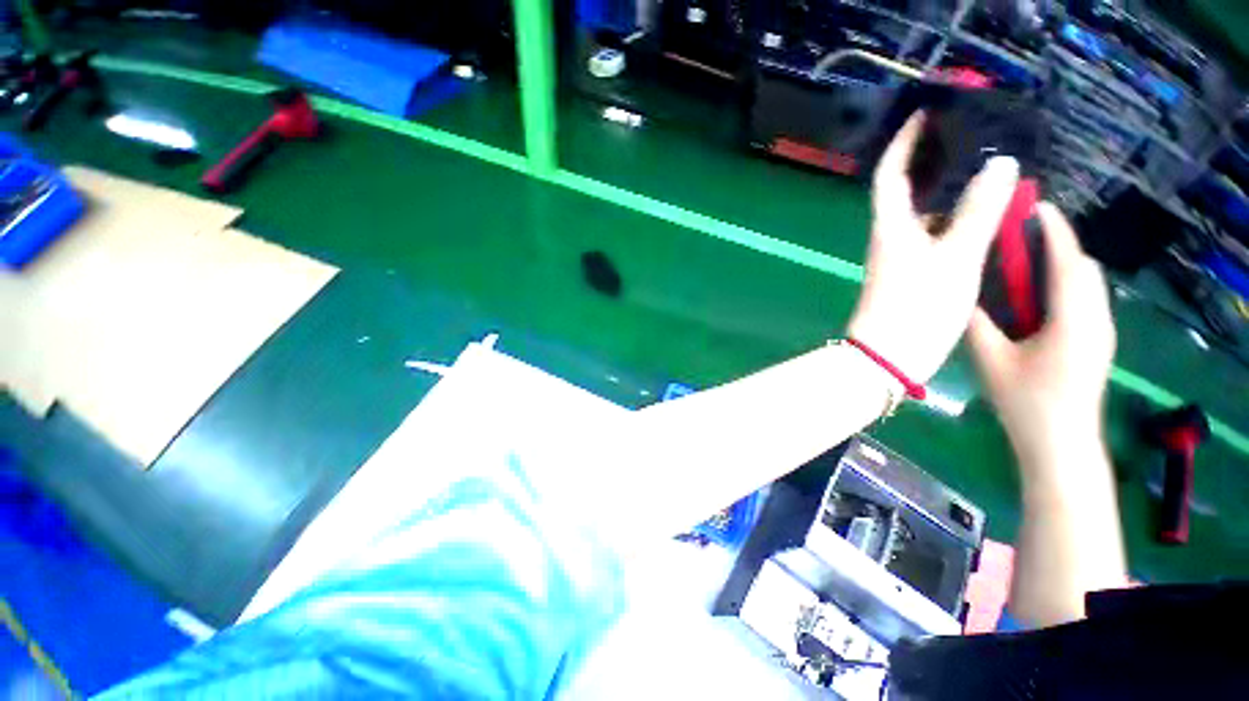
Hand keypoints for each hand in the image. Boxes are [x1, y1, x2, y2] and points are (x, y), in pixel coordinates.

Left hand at [847, 112, 1020, 382]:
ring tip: (989, 170)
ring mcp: (901, 258)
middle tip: (970, 138)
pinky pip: (936, 237)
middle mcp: (891, 237)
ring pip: (926, 215)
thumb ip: (978, 212)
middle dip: (932, 162)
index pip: (890, 174)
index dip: (904, 143)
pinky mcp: (912, 275)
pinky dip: (957, 221)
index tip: (924, 115)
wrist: (889, 356)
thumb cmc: (917, 306)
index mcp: (891, 227)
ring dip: (952, 193)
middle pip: (908, 191)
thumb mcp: (955, 257)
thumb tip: (1000, 164)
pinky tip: (986, 216)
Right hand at [968, 204, 1115, 459]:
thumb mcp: (991, 360)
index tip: (1034, 207)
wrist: (1061, 442)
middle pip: (1083, 268)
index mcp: (1073, 320)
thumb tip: (961, 294)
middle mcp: (1096, 318)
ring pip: (1087, 283)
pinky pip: (1085, 299)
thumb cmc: (1025, 402)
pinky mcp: (1096, 341)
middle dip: (1057, 244)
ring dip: (1060, 264)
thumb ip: (977, 323)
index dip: (1054, 231)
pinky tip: (1035, 294)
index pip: (1069, 262)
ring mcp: (1101, 330)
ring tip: (1024, 259)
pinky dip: (1064, 283)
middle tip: (1019, 236)